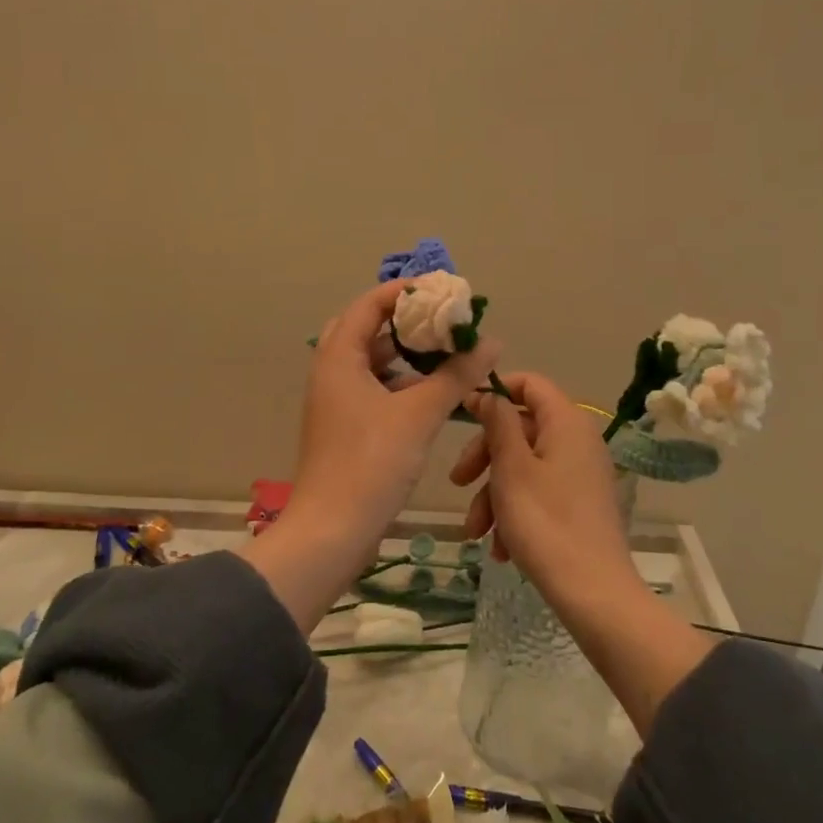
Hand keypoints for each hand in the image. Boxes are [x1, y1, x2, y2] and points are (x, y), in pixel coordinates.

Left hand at [239, 280, 499, 632]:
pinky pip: (374, 388)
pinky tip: (432, 390)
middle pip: (366, 329)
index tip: (442, 290)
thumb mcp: (419, 414)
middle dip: (404, 321)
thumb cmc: (371, 463)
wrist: (331, 532)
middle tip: (441, 319)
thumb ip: (456, 374)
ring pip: (371, 361)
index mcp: (338, 358)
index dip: (404, 291)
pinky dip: (401, 382)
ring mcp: (336, 401)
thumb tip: (491, 342)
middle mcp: (331, 372)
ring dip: (405, 353)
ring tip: (444, 349)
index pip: (369, 304)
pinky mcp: (346, 426)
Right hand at [454, 372, 636, 600]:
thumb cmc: (546, 522)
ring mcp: (581, 474)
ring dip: (494, 494)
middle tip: (458, 482)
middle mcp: (578, 441)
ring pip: (524, 466)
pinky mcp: (580, 504)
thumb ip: (498, 422)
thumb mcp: (511, 468)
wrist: (594, 594)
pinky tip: (500, 548)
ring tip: (476, 532)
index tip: (464, 413)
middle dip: (485, 456)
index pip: (530, 384)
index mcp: (566, 422)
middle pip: (521, 428)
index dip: (495, 392)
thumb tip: (490, 394)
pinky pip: (539, 492)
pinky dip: (515, 513)